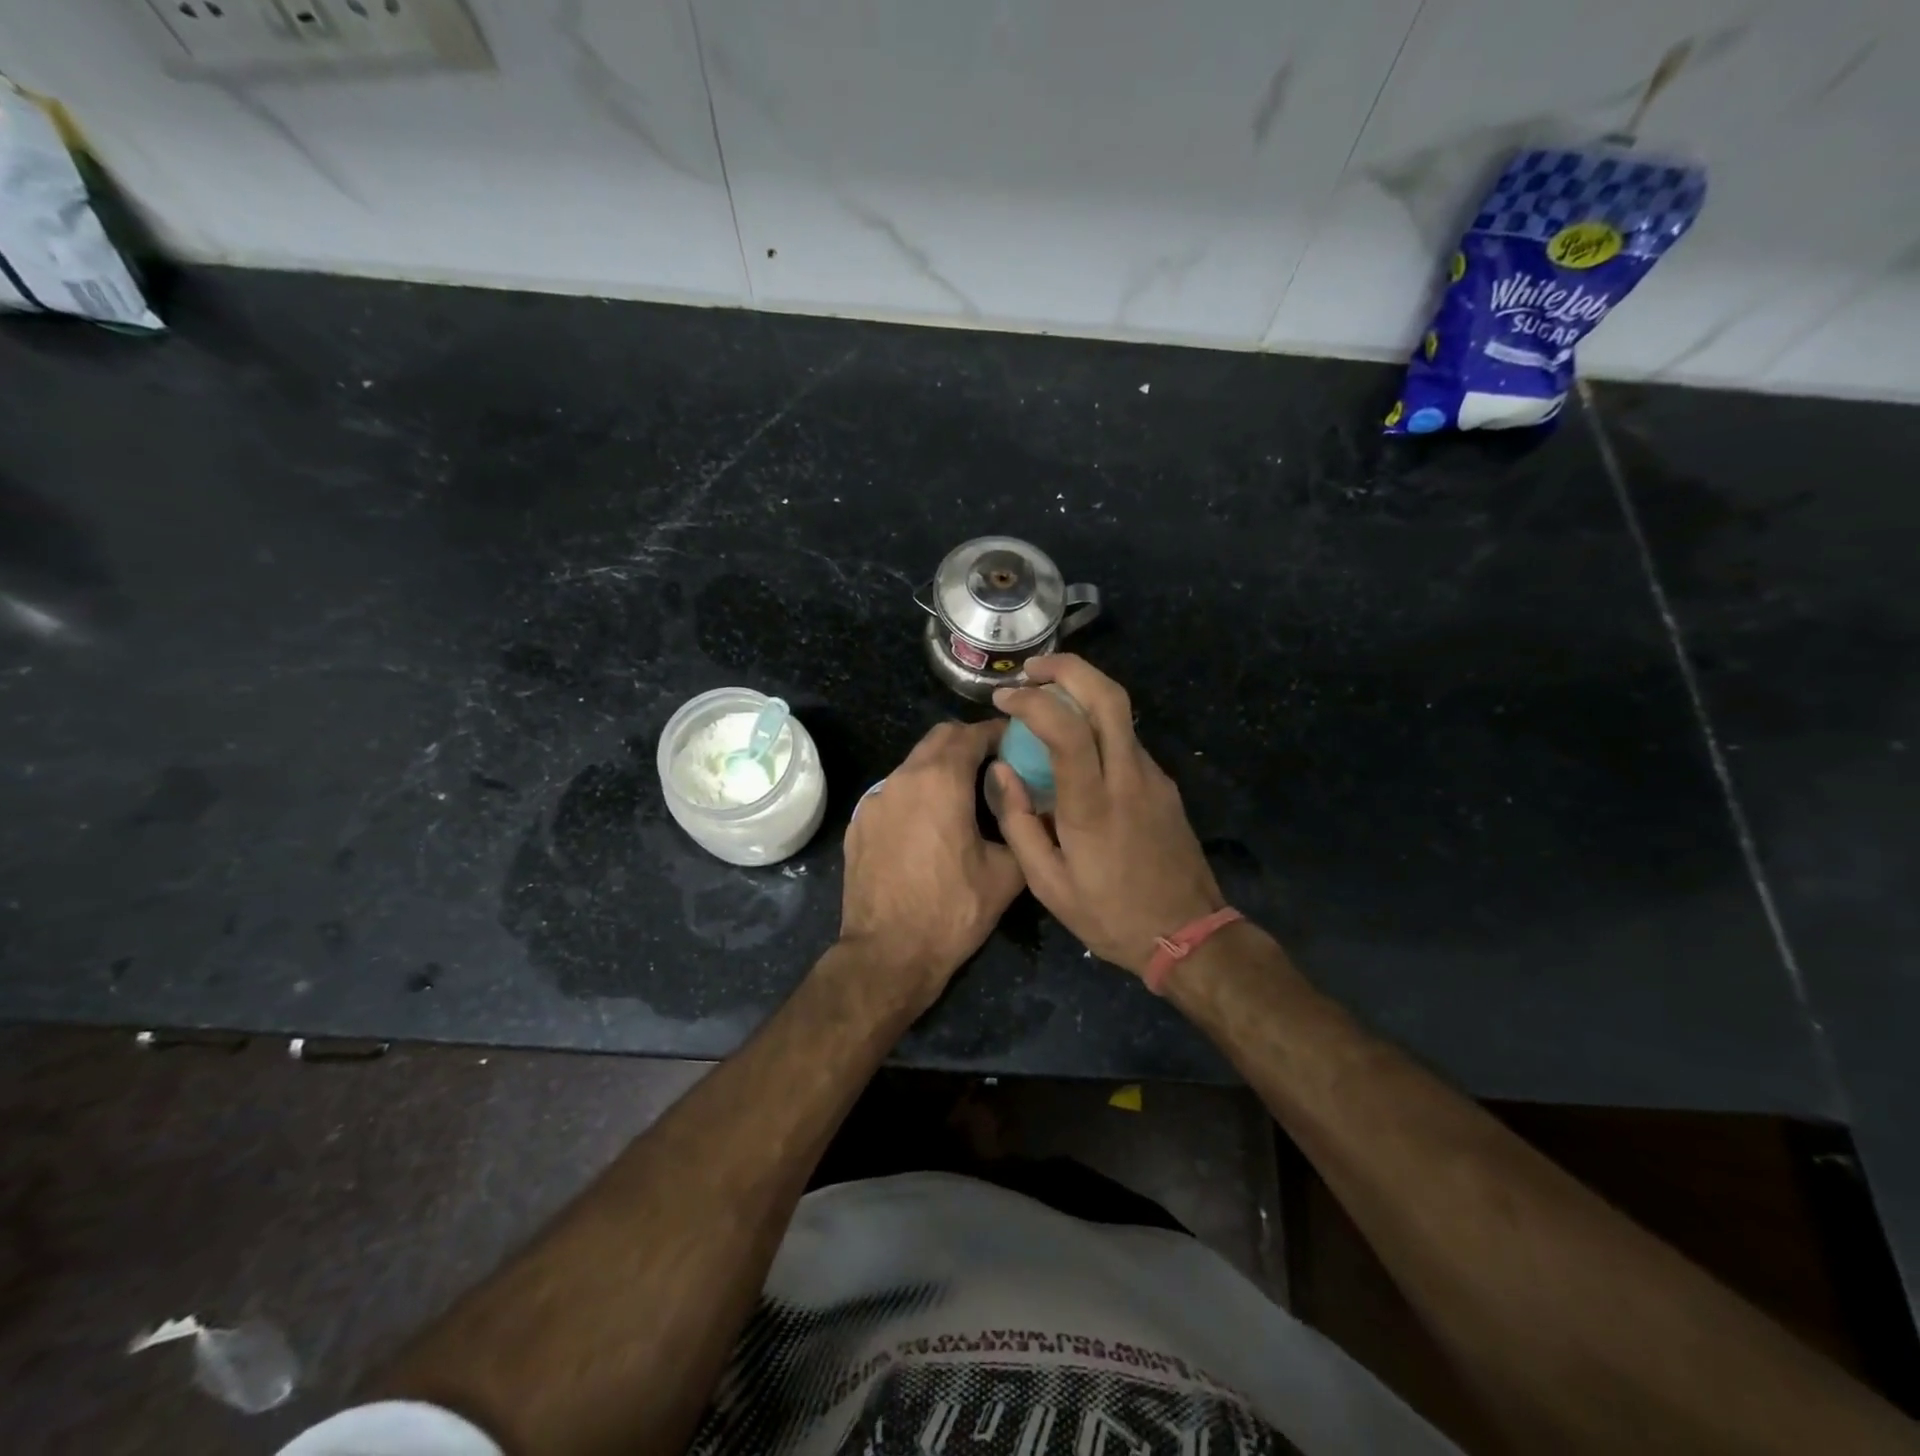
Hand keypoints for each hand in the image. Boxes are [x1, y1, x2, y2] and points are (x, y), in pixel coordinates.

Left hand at [840, 720, 1025, 1003]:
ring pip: (912, 766)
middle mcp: (902, 779)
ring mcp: (874, 801)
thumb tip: (1030, 805)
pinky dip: (916, 795)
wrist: (888, 954)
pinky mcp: (859, 824)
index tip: (1016, 742)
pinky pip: (893, 794)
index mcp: (941, 781)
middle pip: (937, 739)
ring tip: (965, 795)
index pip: (970, 734)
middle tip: (994, 762)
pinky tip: (929, 826)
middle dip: (967, 742)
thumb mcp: (1006, 873)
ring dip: (939, 768)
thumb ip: (1020, 826)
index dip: (997, 732)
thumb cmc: (952, 911)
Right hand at [991, 656, 1222, 977]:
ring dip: (1083, 692)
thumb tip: (999, 771)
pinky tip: (1076, 746)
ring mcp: (1153, 778)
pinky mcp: (1165, 785)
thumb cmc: (1110, 914)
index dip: (1032, 701)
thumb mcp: (1047, 883)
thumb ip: (1018, 822)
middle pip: (1109, 696)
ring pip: (1122, 713)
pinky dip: (1098, 725)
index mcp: (1093, 804)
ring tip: (1046, 702)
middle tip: (1032, 669)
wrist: (1189, 935)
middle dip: (1069, 668)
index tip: (1004, 697)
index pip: (1067, 728)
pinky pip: (1127, 740)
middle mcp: (1129, 778)